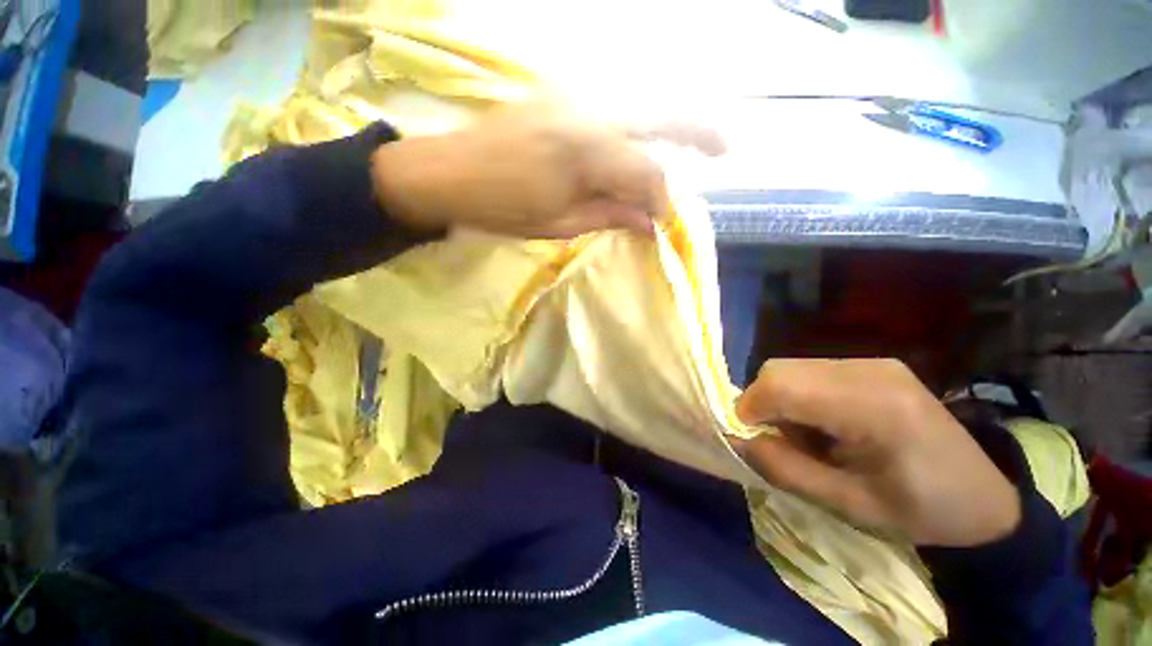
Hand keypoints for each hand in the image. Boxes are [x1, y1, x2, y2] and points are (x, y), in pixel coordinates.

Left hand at [370, 101, 723, 238]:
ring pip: (638, 107)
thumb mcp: (559, 223)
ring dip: (668, 125)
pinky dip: (636, 125)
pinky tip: (642, 142)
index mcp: (587, 151)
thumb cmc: (501, 208)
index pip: (647, 174)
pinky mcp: (559, 100)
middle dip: (697, 131)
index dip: (662, 201)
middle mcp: (588, 113)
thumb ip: (610, 215)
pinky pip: (612, 109)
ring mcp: (572, 100)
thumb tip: (651, 222)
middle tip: (726, 148)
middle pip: (658, 117)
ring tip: (693, 145)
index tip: (666, 223)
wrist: (447, 173)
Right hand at [732, 359, 1020, 546]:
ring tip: (807, 436)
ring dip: (780, 400)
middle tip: (779, 441)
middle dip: (762, 404)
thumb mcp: (849, 505)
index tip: (750, 440)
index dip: (749, 409)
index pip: (781, 385)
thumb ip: (784, 468)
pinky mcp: (873, 365)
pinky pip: (810, 371)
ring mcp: (873, 362)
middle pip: (780, 369)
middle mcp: (869, 370)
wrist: (985, 500)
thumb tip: (737, 439)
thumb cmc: (921, 511)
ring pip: (791, 367)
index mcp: (873, 406)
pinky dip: (799, 394)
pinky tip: (825, 423)